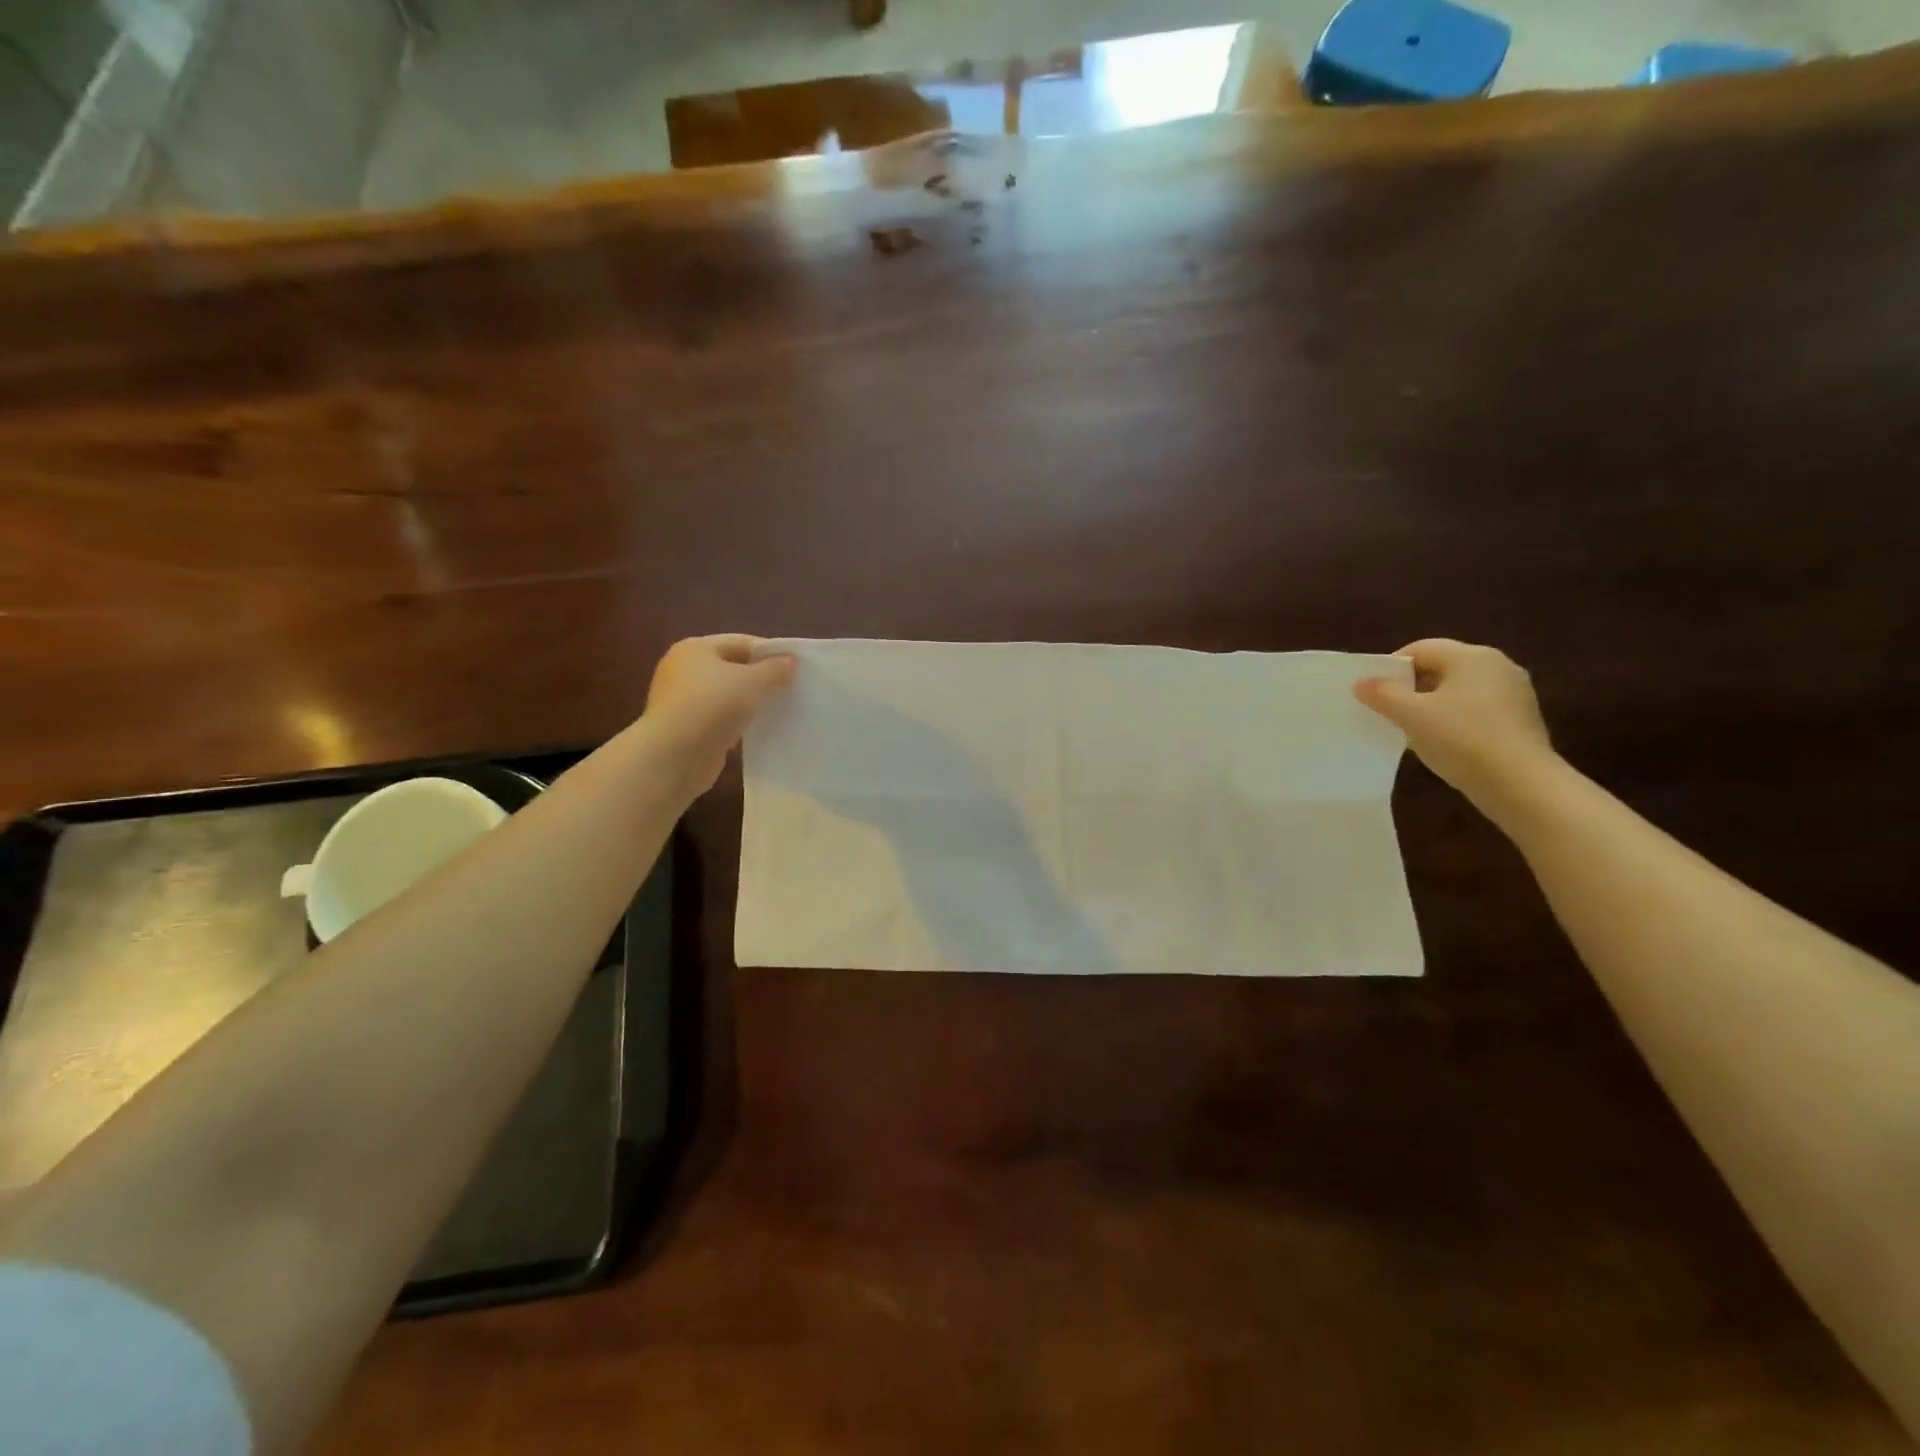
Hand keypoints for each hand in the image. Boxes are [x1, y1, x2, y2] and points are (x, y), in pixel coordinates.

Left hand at [644, 635, 795, 794]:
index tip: (797, 668)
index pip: (742, 643)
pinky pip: (720, 720)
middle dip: (762, 679)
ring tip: (780, 711)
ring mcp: (682, 701)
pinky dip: (738, 724)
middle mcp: (684, 670)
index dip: (770, 653)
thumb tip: (790, 660)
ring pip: (727, 696)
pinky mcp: (686, 729)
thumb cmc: (711, 706)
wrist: (673, 757)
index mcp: (695, 648)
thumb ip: (774, 669)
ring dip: (751, 704)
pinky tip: (758, 733)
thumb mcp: (751, 682)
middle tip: (792, 690)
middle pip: (733, 668)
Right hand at [1354, 639, 1560, 822]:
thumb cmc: (1462, 740)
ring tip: (1412, 730)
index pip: (1420, 649)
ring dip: (1431, 705)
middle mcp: (1497, 665)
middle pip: (1440, 667)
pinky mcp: (1520, 718)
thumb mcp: (1411, 715)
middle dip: (1410, 687)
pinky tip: (1443, 742)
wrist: (1521, 784)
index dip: (1391, 668)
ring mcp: (1513, 692)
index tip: (1374, 694)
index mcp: (1472, 656)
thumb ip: (1382, 694)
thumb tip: (1361, 682)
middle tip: (1388, 712)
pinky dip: (1454, 719)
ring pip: (1458, 690)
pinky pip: (1475, 708)